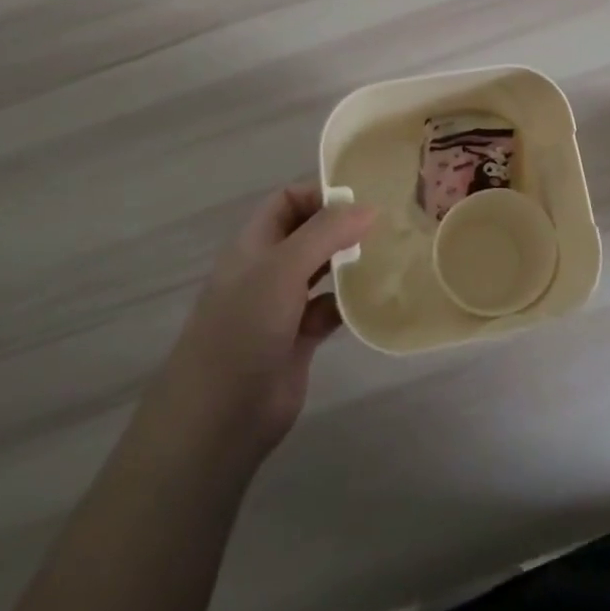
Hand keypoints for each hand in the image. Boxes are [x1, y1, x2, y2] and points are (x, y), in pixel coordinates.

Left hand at [172, 183, 374, 458]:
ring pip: (322, 271)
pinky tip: (375, 298)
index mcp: (254, 244)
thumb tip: (369, 207)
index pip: (288, 200)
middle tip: (387, 223)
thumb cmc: (244, 327)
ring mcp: (283, 305)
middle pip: (309, 233)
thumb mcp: (283, 267)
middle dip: (342, 226)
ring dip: (350, 262)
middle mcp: (268, 269)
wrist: (219, 416)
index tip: (363, 198)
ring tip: (390, 254)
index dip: (320, 193)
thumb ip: (325, 233)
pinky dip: (350, 302)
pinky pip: (330, 309)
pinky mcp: (299, 339)